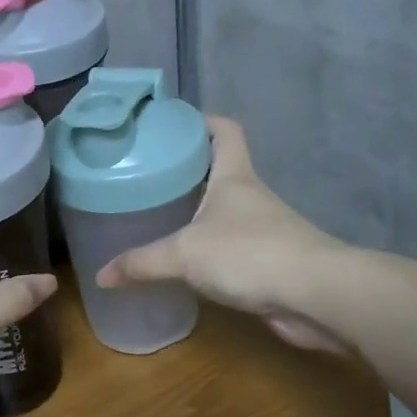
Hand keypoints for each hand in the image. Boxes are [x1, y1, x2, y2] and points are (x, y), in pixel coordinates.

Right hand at [97, 118, 356, 351]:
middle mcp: (250, 197)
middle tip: (147, 175)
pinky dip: (207, 251)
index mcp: (234, 176)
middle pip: (219, 170)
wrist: (315, 296)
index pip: (224, 131)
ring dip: (197, 213)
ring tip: (156, 217)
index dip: (202, 120)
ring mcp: (262, 230)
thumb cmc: (249, 254)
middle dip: (187, 170)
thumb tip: (101, 276)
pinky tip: (183, 263)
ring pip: (223, 212)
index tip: (173, 122)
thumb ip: (141, 263)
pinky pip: (228, 249)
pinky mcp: (267, 262)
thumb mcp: (184, 254)